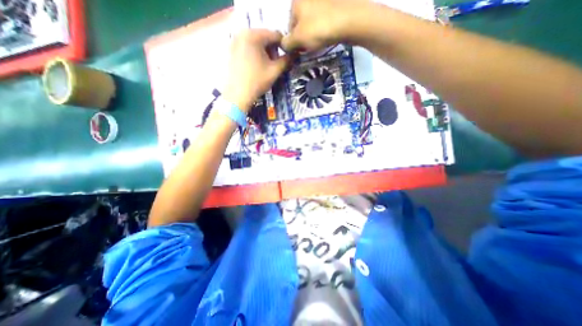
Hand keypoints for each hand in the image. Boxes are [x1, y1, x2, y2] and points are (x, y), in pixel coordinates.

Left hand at [223, 28, 291, 111]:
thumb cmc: (257, 82)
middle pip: (265, 37)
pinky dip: (255, 54)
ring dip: (265, 52)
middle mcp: (242, 32)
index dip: (284, 46)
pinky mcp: (232, 49)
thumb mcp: (274, 71)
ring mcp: (235, 40)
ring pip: (256, 42)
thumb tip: (295, 54)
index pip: (275, 35)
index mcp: (254, 35)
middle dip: (273, 50)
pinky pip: (248, 46)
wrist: (238, 95)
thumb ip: (286, 60)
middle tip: (275, 64)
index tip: (287, 58)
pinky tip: (256, 67)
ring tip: (266, 67)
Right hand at [279, 0, 364, 51]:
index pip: (289, 27)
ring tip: (319, 43)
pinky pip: (324, 21)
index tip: (300, 51)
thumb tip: (283, 45)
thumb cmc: (319, 29)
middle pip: (301, 24)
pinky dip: (323, 29)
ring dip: (313, 35)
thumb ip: (287, 43)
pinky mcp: (335, 5)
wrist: (349, 20)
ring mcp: (323, 0)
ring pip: (312, 23)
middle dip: (304, 38)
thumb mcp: (298, 39)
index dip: (294, 42)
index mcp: (296, 2)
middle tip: (310, 48)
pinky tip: (327, 36)